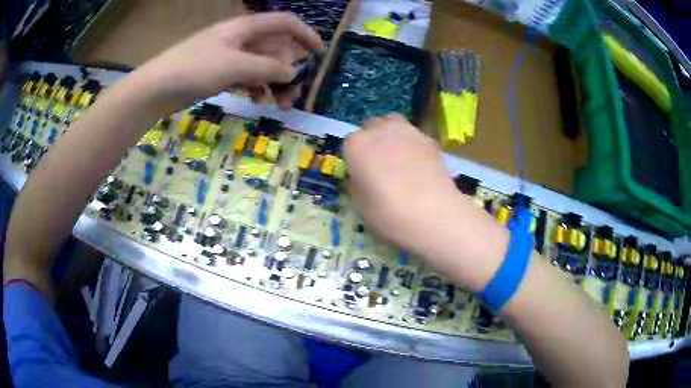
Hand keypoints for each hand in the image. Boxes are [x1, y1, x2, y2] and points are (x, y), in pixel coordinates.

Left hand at [132, 12, 324, 110]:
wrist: (156, 88)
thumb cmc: (194, 68)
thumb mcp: (234, 66)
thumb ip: (267, 67)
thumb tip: (292, 72)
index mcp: (246, 28)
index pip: (285, 23)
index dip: (306, 35)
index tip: (320, 55)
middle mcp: (241, 38)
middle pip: (276, 48)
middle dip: (289, 70)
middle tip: (293, 96)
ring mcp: (230, 55)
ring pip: (262, 65)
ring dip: (274, 83)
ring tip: (278, 105)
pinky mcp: (220, 72)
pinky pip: (247, 76)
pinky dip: (256, 87)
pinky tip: (256, 100)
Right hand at [344, 114, 462, 255]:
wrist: (434, 214)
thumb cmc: (388, 213)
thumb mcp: (360, 204)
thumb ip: (357, 183)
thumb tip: (360, 176)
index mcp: (356, 145)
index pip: (349, 144)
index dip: (354, 159)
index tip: (360, 174)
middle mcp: (379, 130)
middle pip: (371, 128)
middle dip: (372, 141)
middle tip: (379, 164)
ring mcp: (407, 131)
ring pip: (393, 125)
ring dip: (392, 137)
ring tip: (399, 160)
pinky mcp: (429, 139)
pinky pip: (414, 137)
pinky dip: (412, 145)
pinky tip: (419, 165)